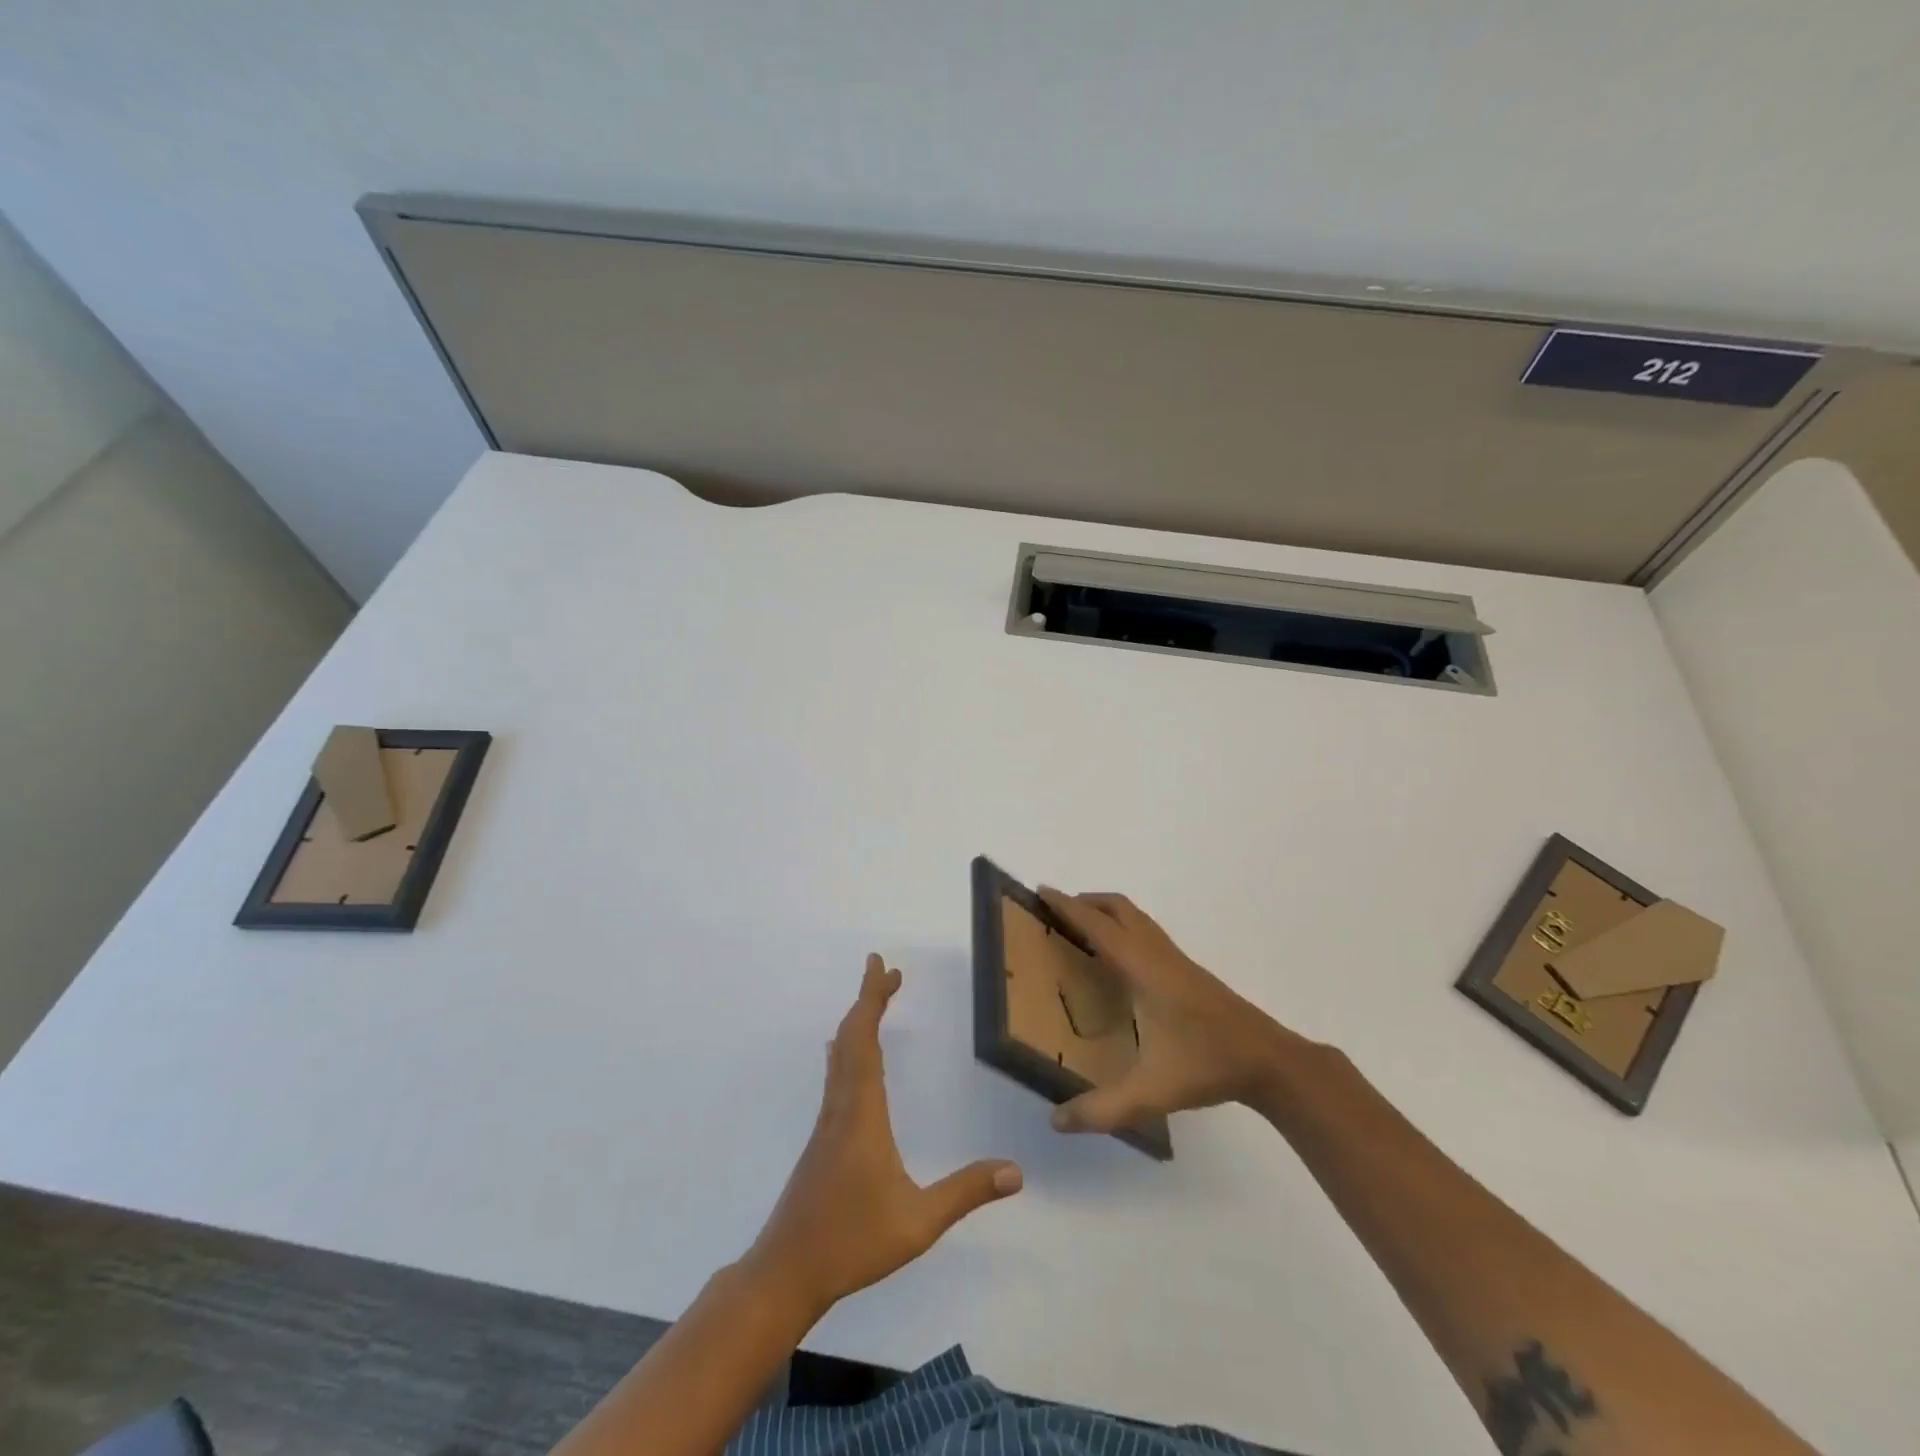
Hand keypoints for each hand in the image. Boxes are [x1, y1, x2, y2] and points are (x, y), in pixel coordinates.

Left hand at [746, 955, 1022, 1317]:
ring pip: (840, 1056)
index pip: (865, 1040)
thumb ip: (966, 1193)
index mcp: (862, 1112)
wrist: (786, 1272)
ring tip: (874, 1003)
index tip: (880, 966)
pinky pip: (837, 1076)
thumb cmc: (851, 1242)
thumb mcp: (918, 1222)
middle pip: (850, 1037)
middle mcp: (841, 1106)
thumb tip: (1017, 1171)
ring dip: (858, 1023)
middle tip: (889, 974)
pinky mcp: (822, 1139)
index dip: (871, 998)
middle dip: (868, 1000)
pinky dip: (849, 1050)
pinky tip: (850, 1060)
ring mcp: (827, 1123)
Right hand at [1037, 888, 1309, 1133]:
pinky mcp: (1187, 971)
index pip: (1097, 926)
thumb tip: (1055, 1121)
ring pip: (1136, 918)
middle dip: (1085, 901)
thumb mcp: (1150, 1092)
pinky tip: (1119, 962)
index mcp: (1142, 968)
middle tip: (1056, 911)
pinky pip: (1146, 933)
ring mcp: (1175, 959)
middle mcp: (1157, 953)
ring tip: (1081, 930)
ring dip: (1106, 913)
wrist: (1267, 1059)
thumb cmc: (1206, 1064)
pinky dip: (1124, 928)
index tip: (1042, 890)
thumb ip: (1102, 1109)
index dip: (1067, 906)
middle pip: (1118, 908)